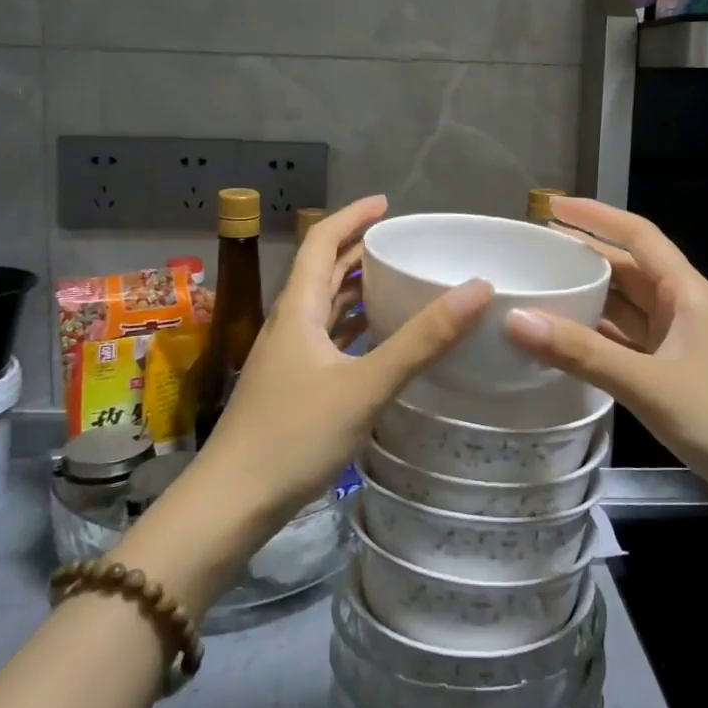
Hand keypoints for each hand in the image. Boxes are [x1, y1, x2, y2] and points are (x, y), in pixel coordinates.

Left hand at [194, 195, 493, 526]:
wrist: (231, 504)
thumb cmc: (294, 436)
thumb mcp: (365, 386)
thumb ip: (422, 341)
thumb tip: (477, 289)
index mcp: (297, 310)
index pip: (321, 242)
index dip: (351, 217)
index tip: (386, 204)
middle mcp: (289, 325)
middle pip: (322, 272)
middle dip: (358, 250)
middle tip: (402, 242)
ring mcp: (287, 359)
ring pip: (323, 308)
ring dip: (355, 289)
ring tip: (397, 281)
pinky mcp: (291, 388)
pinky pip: (327, 341)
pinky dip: (353, 328)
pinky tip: (377, 341)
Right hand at [501, 197, 707, 549]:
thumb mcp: (651, 384)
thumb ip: (584, 353)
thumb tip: (515, 318)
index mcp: (687, 294)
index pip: (638, 236)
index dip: (596, 216)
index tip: (552, 207)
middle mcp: (683, 312)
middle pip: (627, 271)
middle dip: (584, 257)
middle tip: (533, 254)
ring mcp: (681, 349)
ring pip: (626, 312)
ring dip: (588, 300)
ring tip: (538, 293)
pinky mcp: (676, 383)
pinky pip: (626, 349)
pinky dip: (596, 343)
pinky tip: (564, 348)